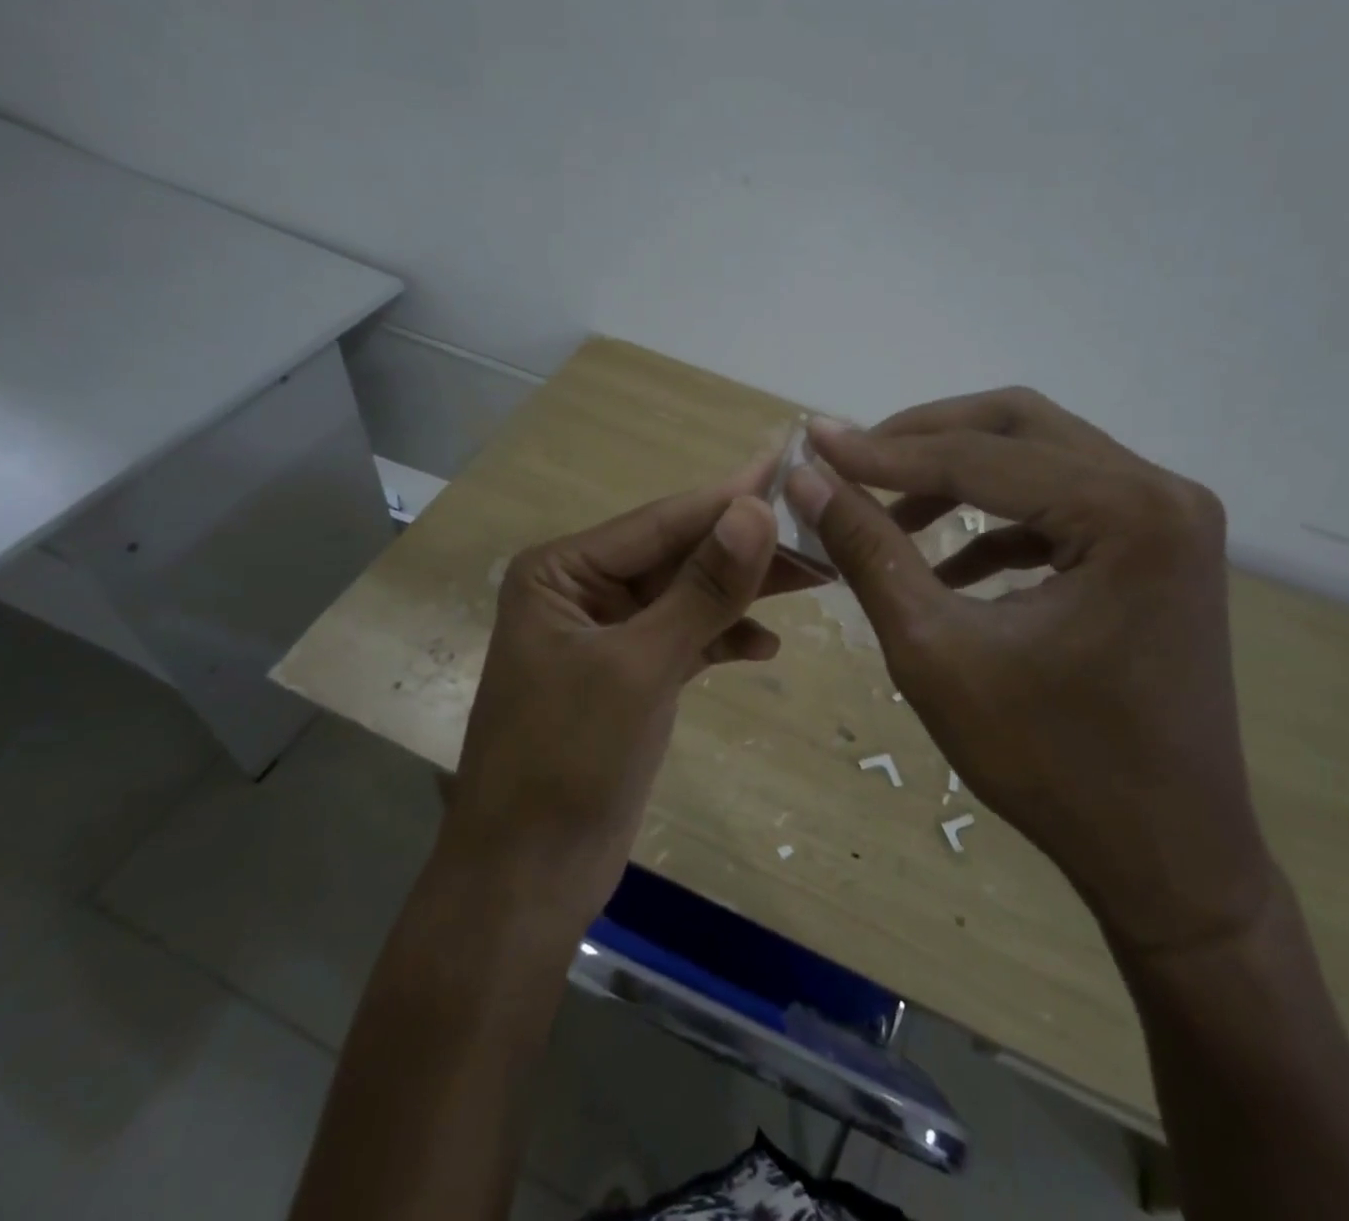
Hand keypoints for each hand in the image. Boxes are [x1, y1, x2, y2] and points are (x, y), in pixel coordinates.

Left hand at [443, 466, 798, 924]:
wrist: (527, 879)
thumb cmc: (567, 762)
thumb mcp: (640, 667)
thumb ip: (702, 588)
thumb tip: (756, 509)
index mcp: (563, 571)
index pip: (662, 522)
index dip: (730, 498)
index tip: (794, 469)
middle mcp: (583, 591)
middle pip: (679, 555)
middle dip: (745, 549)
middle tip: (820, 532)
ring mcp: (610, 635)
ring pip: (688, 596)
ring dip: (743, 592)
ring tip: (815, 581)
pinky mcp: (632, 676)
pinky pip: (686, 638)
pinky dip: (723, 638)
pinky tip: (765, 647)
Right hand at [786, 389, 1274, 956]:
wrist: (1164, 857)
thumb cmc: (1050, 763)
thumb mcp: (936, 651)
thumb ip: (869, 552)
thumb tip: (807, 479)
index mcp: (1127, 512)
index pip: (981, 456)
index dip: (884, 451)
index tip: (810, 443)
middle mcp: (1161, 493)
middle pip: (1019, 427)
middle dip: (924, 439)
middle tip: (850, 460)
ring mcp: (1166, 521)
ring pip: (1039, 457)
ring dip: (956, 476)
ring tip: (885, 509)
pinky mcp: (1154, 552)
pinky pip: (1059, 507)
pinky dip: (994, 522)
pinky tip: (942, 562)